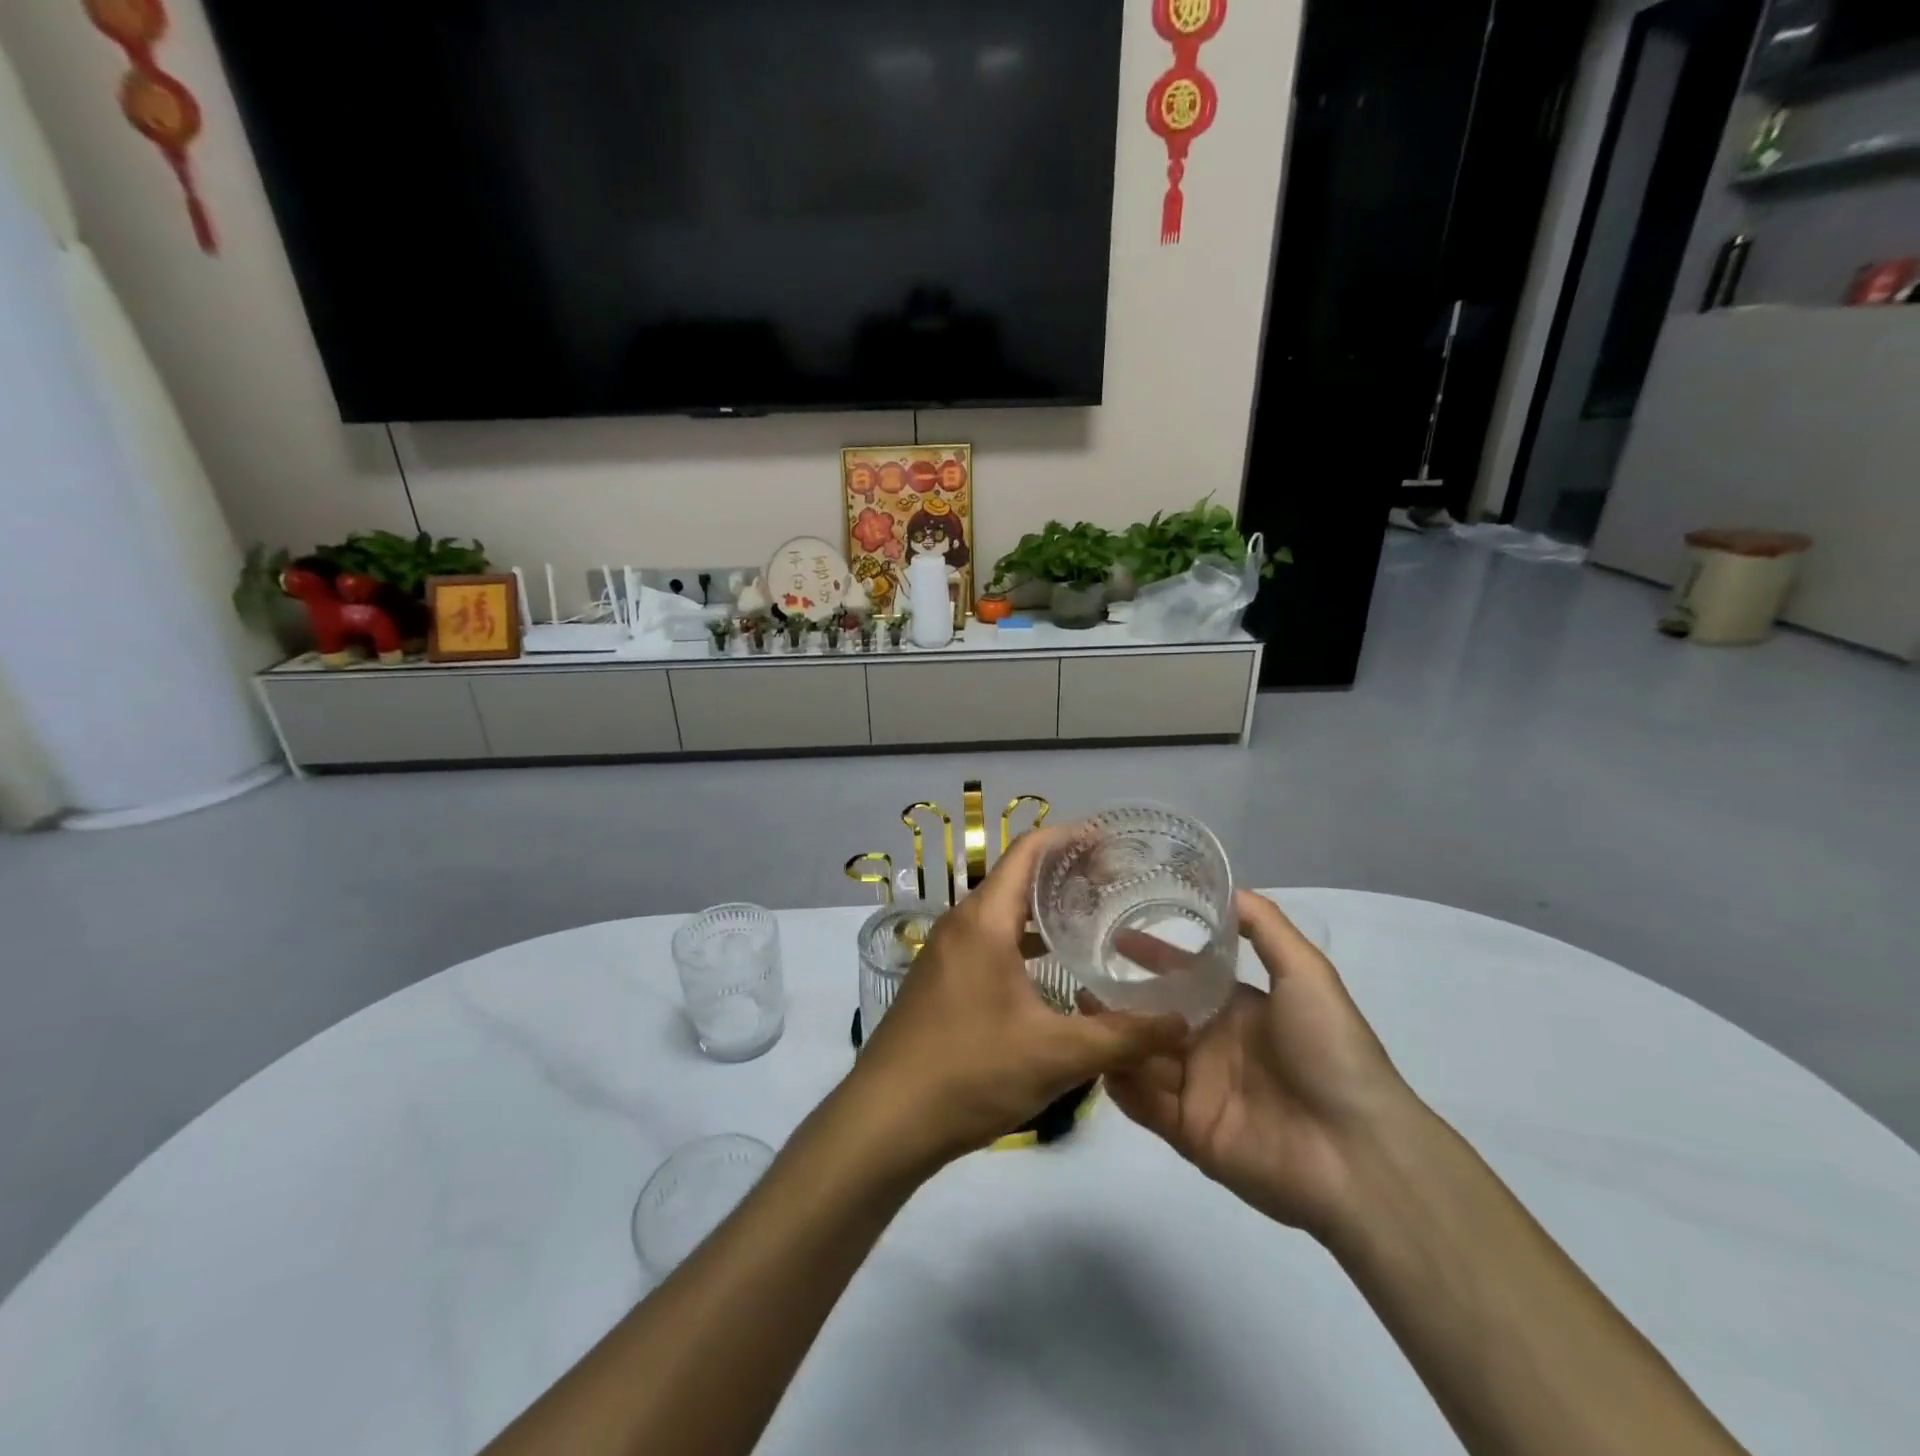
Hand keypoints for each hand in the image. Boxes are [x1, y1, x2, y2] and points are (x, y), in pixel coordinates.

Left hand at [847, 829, 1186, 1169]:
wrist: (885, 1120)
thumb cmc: (970, 1073)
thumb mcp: (1056, 1055)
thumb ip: (1123, 1037)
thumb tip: (1180, 1024)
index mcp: (984, 921)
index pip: (1028, 852)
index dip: (1069, 838)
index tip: (1111, 840)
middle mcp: (961, 924)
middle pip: (1016, 878)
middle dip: (1064, 875)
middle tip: (1115, 883)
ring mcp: (945, 952)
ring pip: (1001, 913)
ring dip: (1042, 911)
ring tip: (1092, 919)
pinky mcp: (941, 980)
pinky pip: (988, 941)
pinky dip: (1022, 940)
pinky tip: (1051, 968)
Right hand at [1100, 891, 1417, 1238]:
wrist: (1357, 1154)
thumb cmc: (1330, 1052)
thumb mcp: (1307, 975)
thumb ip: (1266, 928)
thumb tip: (1228, 887)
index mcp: (1237, 1009)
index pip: (1181, 975)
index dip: (1149, 955)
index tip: (1112, 934)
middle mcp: (1212, 1044)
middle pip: (1153, 1015)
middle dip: (1118, 998)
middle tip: (1079, 978)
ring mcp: (1198, 1089)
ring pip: (1141, 1055)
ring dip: (1112, 1036)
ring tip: (1079, 1015)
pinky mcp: (1187, 1131)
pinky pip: (1143, 1103)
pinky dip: (1119, 1084)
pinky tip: (1096, 1060)